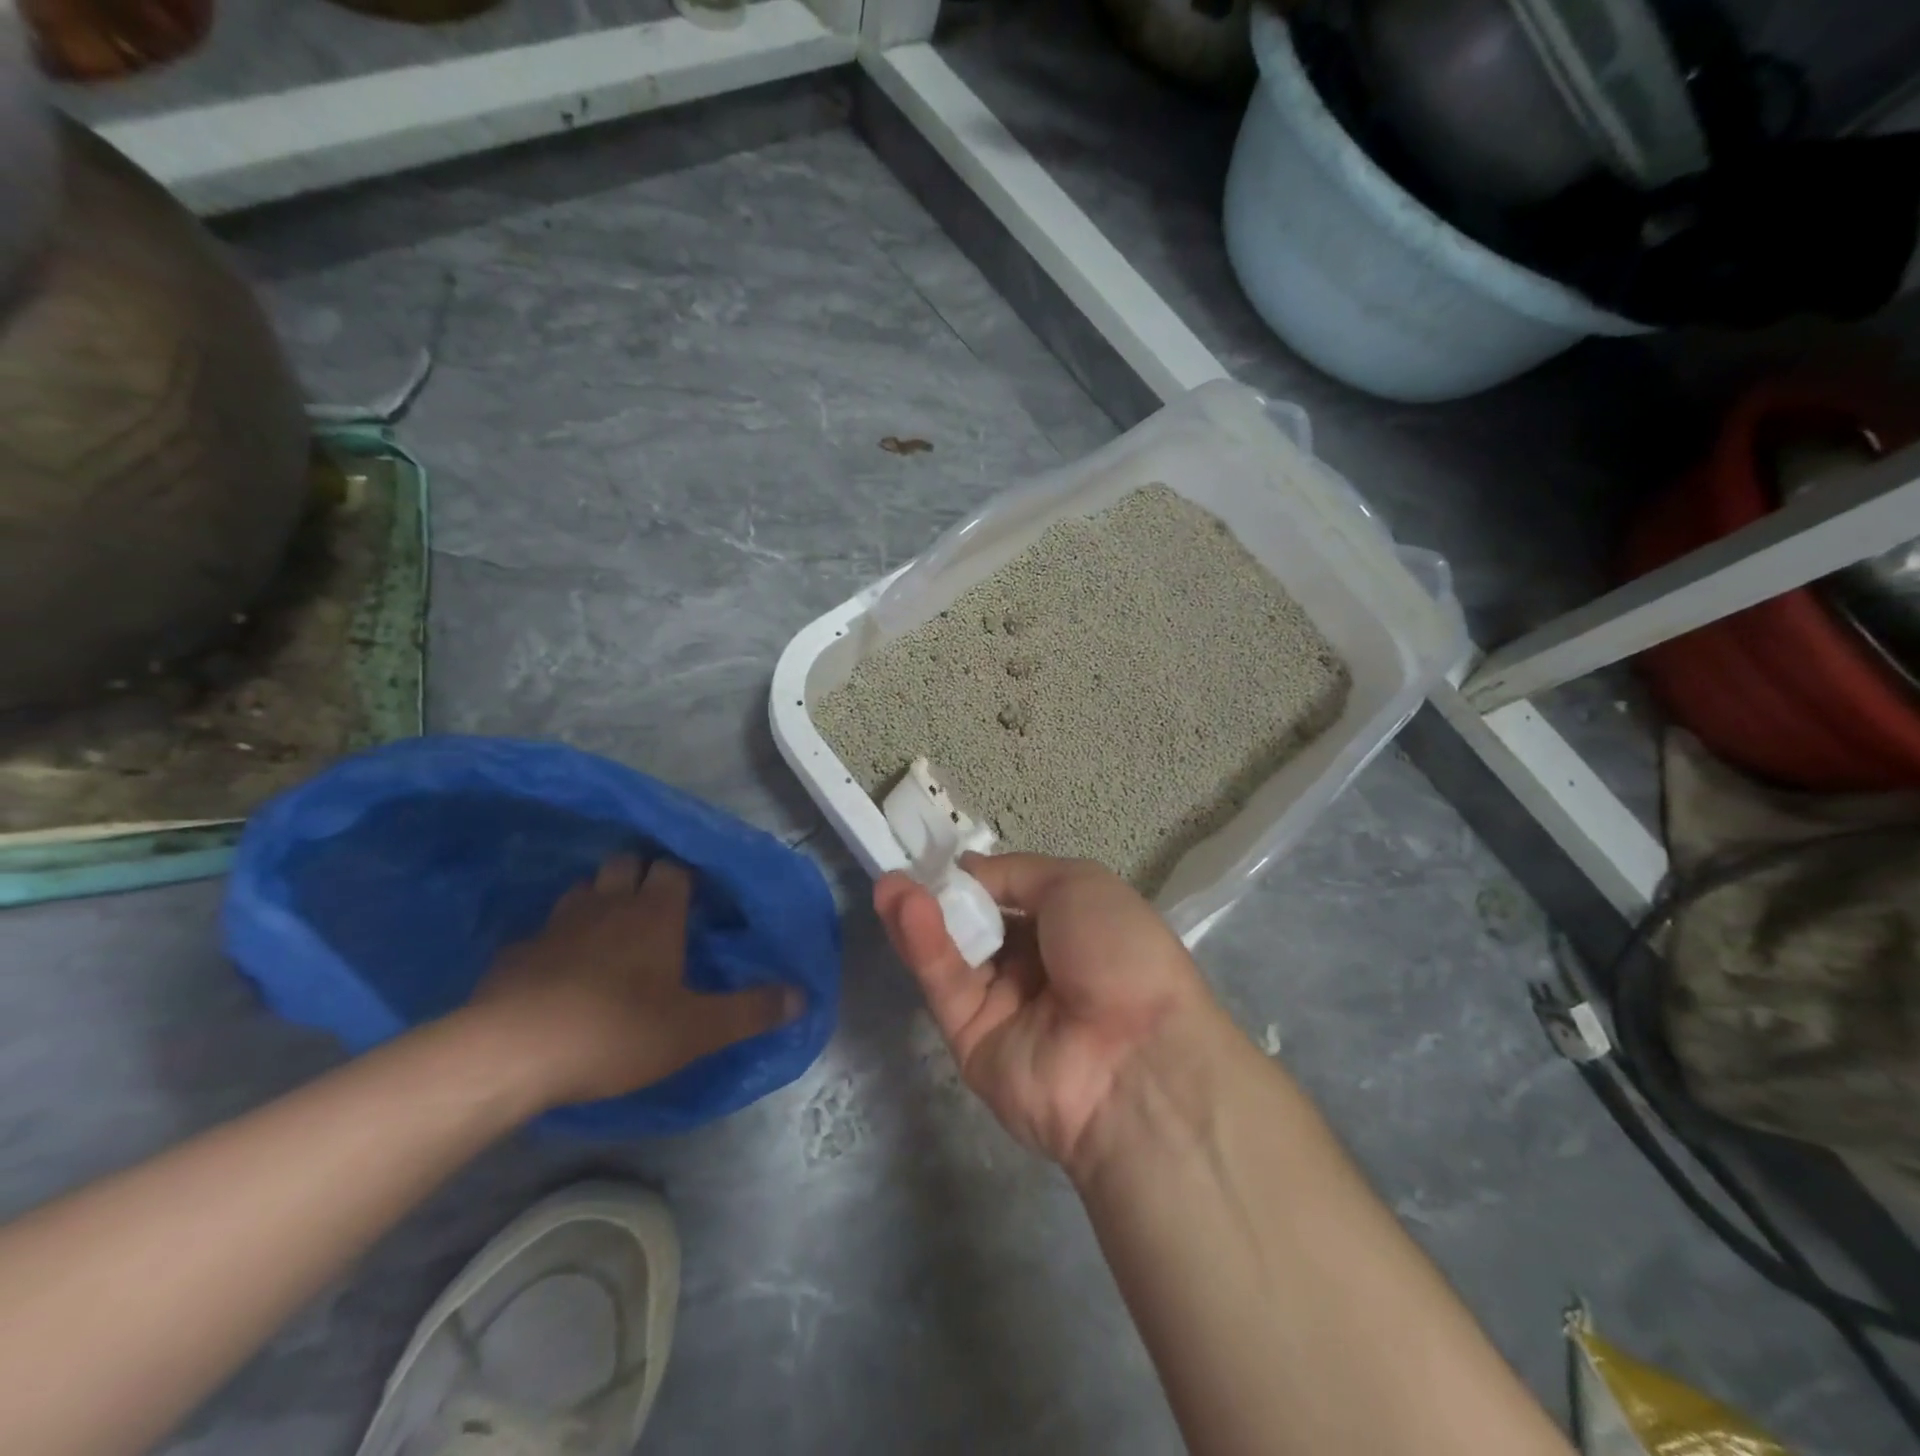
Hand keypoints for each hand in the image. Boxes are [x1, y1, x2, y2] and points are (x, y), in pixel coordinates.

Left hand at [469, 855, 791, 1109]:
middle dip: (640, 874)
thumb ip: (750, 1010)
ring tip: (608, 927)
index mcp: (655, 913)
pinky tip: (558, 967)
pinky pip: (543, 931)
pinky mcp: (517, 952)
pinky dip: (556, 938)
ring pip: (584, 889)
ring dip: (599, 898)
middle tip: (653, 906)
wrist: (512, 1053)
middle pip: (625, 863)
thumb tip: (802, 995)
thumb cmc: (617, 1031)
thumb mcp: (696, 1029)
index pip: (675, 868)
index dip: (685, 877)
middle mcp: (608, 904)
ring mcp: (557, 923)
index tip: (696, 897)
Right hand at [875, 853, 1217, 1174]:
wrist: (1138, 1059)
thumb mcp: (1079, 884)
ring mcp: (1003, 1006)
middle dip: (939, 897)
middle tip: (902, 869)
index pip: (1009, 899)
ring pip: (952, 956)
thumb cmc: (1119, 952)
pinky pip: (946, 987)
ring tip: (890, 884)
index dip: (976, 878)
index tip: (940, 859)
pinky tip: (905, 909)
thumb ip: (1014, 874)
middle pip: (974, 926)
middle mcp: (1035, 967)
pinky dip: (924, 947)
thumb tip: (966, 867)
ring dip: (921, 916)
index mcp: (1068, 929)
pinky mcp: (972, 1042)